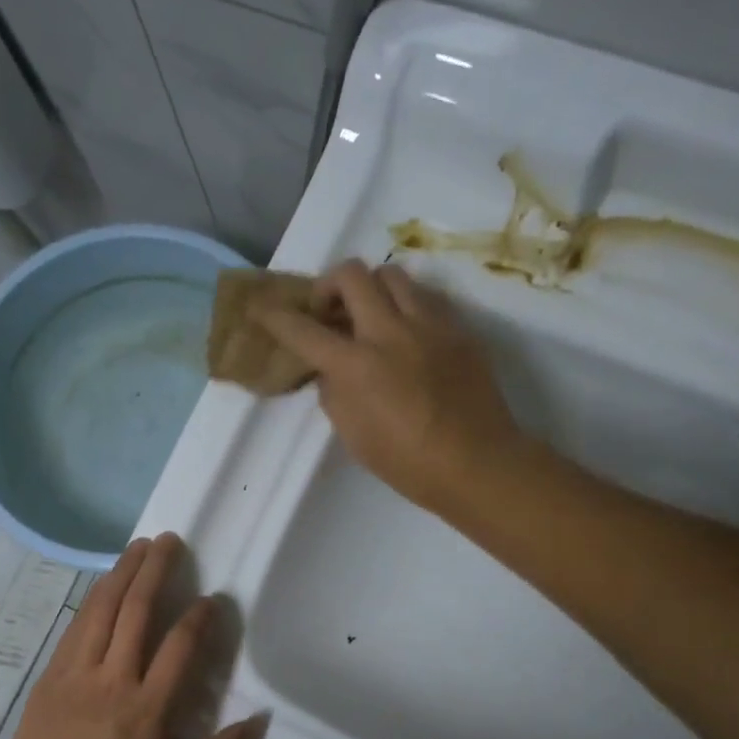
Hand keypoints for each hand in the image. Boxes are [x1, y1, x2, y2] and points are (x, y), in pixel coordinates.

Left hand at [0, 535, 267, 738]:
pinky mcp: (52, 674)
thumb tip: (260, 722)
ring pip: (102, 610)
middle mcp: (112, 679)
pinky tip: (103, 583)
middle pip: (135, 612)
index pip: (178, 647)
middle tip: (170, 540)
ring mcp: (77, 672)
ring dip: (122, 573)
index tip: (212, 597)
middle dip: (155, 571)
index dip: (198, 617)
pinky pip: (76, 625)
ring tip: (138, 546)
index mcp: (146, 709)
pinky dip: (93, 598)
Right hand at [256, 261, 526, 511]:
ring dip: (371, 289)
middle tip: (329, 311)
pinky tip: (407, 334)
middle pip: (351, 274)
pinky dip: (406, 305)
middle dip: (328, 285)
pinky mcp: (459, 329)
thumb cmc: (407, 463)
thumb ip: (334, 395)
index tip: (262, 309)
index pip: (305, 330)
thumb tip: (330, 371)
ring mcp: (429, 325)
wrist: (477, 463)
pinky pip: (426, 298)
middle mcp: (390, 332)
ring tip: (371, 316)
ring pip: (392, 275)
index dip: (276, 317)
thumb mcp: (353, 436)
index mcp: (357, 366)